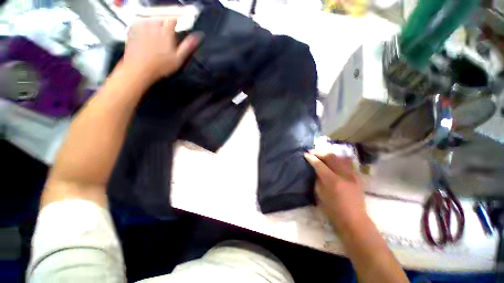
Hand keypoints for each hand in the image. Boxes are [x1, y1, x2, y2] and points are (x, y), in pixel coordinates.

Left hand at [123, 17, 200, 83]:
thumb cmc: (161, 65)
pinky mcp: (133, 30)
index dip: (176, 21)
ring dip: (155, 23)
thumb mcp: (179, 58)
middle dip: (165, 22)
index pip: (173, 19)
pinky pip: (139, 23)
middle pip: (161, 18)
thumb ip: (188, 46)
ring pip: (150, 19)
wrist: (139, 68)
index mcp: (166, 32)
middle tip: (166, 32)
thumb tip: (198, 36)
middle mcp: (154, 26)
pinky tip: (145, 34)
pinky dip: (143, 25)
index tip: (176, 25)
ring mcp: (142, 27)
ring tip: (157, 33)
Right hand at [304, 150, 367, 230]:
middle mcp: (343, 174)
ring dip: (329, 154)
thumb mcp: (319, 194)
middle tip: (312, 151)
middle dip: (320, 152)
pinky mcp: (357, 177)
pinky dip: (339, 159)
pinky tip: (334, 159)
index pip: (319, 164)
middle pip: (331, 157)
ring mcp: (352, 175)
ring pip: (340, 157)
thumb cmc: (332, 210)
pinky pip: (348, 163)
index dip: (311, 158)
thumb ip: (318, 179)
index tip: (305, 154)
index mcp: (332, 180)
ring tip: (322, 154)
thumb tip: (316, 170)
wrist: (354, 220)